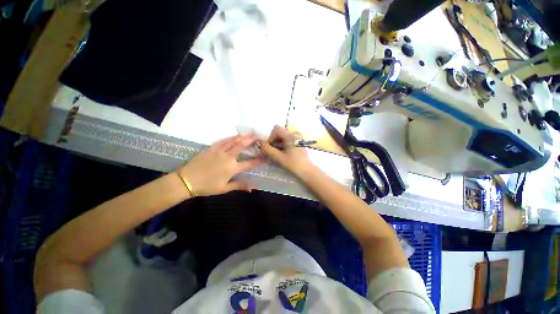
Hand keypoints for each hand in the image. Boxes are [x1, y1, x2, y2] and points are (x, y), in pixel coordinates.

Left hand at [177, 135, 263, 196]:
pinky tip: (234, 136)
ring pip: (233, 141)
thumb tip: (252, 187)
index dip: (258, 160)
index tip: (265, 156)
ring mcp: (219, 151)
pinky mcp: (211, 148)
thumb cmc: (207, 187)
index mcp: (232, 168)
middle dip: (251, 141)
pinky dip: (230, 137)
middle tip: (258, 137)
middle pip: (241, 146)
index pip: (249, 163)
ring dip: (242, 137)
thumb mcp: (224, 189)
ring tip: (248, 134)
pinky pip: (223, 140)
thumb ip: (239, 185)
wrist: (186, 181)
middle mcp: (228, 157)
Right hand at [259, 126, 313, 175]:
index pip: (276, 129)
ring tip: (276, 155)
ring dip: (277, 144)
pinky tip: (282, 155)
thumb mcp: (279, 157)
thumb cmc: (294, 164)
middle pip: (279, 133)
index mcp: (291, 135)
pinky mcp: (298, 144)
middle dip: (273, 141)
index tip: (268, 147)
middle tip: (271, 152)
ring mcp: (298, 139)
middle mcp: (295, 134)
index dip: (270, 137)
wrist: (308, 172)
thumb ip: (268, 149)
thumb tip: (259, 142)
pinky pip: (287, 141)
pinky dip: (282, 146)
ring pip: (283, 138)